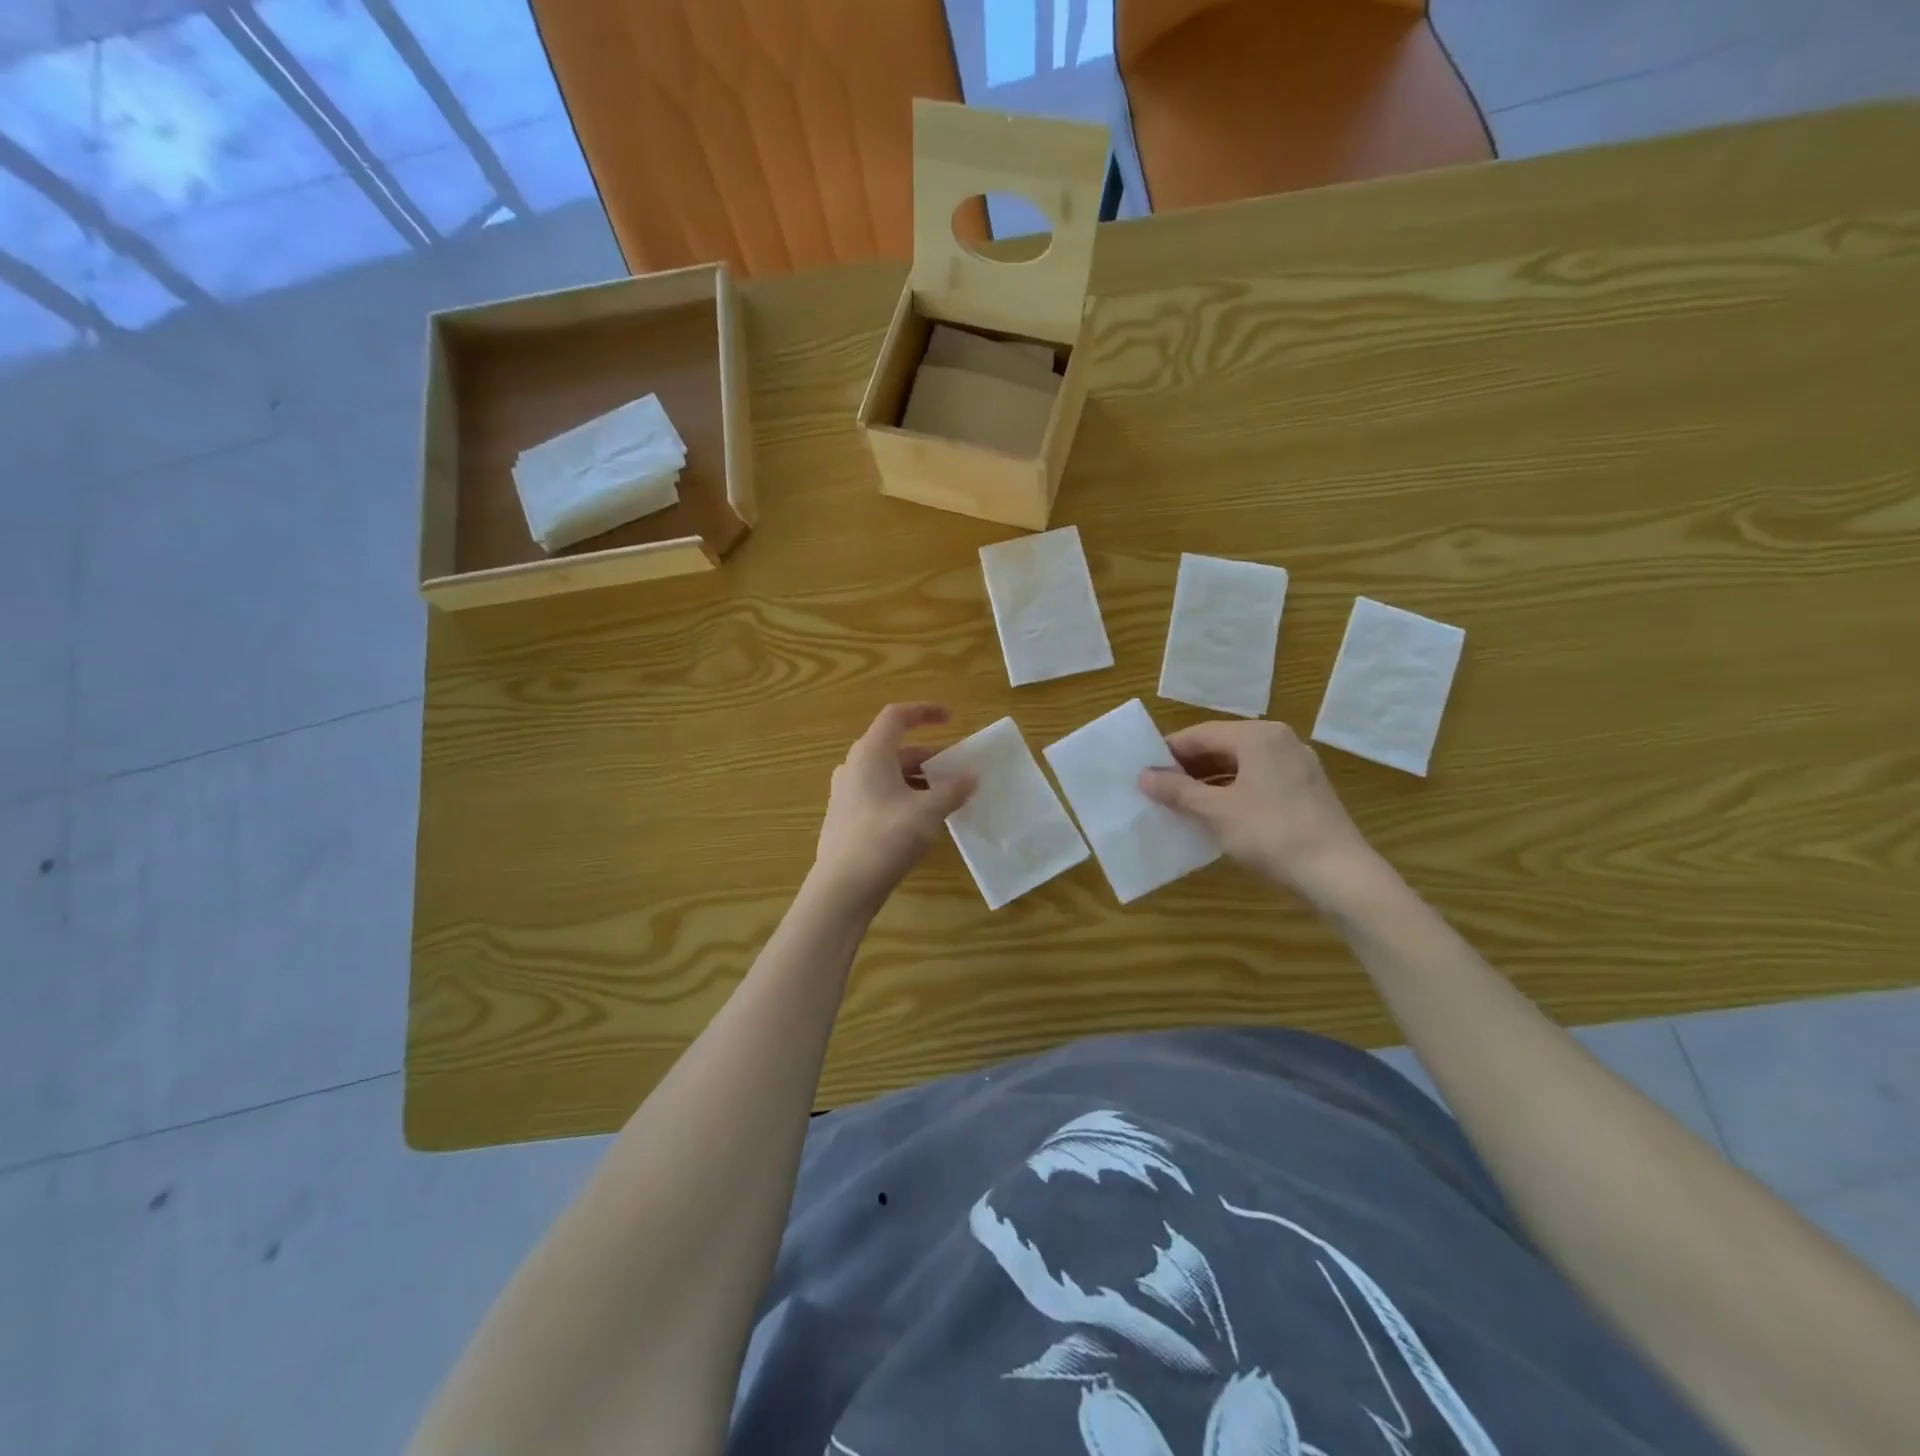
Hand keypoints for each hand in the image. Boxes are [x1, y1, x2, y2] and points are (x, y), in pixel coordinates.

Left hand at [810, 704, 976, 916]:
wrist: (843, 887)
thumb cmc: (885, 838)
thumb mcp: (927, 812)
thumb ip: (952, 790)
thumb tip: (972, 776)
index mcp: (870, 753)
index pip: (896, 716)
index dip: (925, 711)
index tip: (951, 718)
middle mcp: (854, 766)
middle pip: (894, 748)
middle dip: (928, 755)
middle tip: (956, 769)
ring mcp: (846, 792)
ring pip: (887, 773)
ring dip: (917, 778)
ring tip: (945, 795)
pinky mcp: (845, 816)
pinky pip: (879, 793)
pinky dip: (903, 795)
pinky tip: (921, 818)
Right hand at [1139, 720, 1376, 903]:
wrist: (1338, 874)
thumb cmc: (1271, 833)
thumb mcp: (1216, 811)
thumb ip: (1177, 790)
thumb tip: (1143, 776)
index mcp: (1258, 736)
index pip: (1200, 734)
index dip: (1168, 753)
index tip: (1143, 773)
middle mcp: (1280, 741)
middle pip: (1221, 747)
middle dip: (1188, 768)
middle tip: (1157, 791)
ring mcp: (1297, 766)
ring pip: (1240, 766)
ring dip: (1208, 783)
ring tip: (1180, 805)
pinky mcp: (1305, 791)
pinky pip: (1258, 782)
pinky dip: (1232, 793)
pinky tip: (1215, 816)